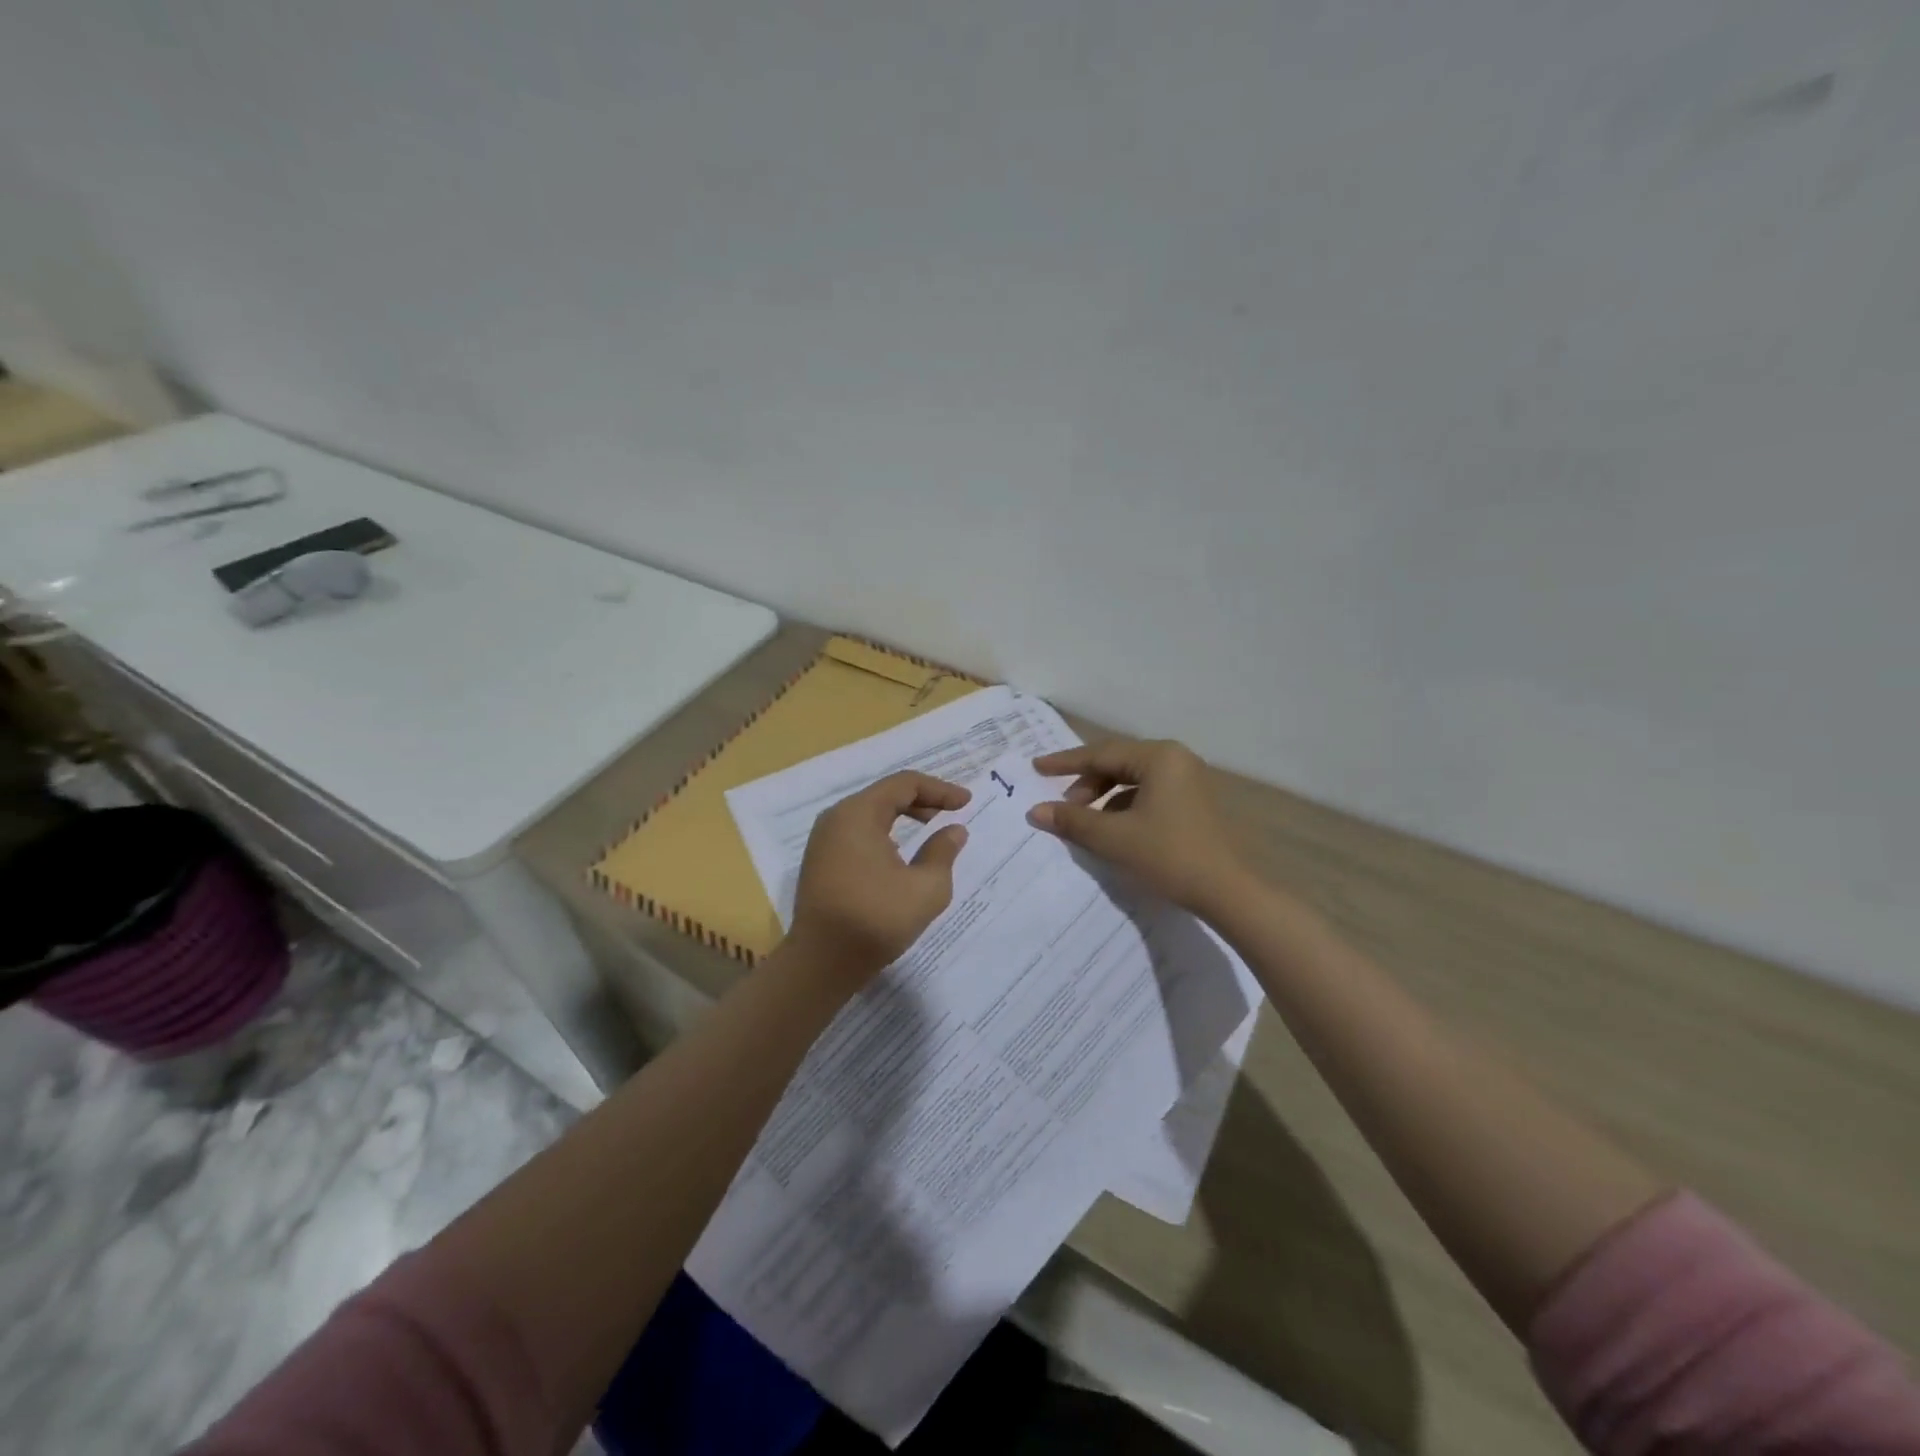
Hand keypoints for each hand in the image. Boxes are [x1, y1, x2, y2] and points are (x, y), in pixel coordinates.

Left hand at [787, 770, 971, 986]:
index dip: (939, 790)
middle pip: (884, 794)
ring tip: (929, 829)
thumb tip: (954, 831)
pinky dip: (884, 832)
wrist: (822, 962)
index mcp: (859, 814)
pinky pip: (857, 831)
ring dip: (902, 816)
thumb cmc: (876, 919)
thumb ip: (943, 852)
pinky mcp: (820, 861)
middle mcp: (836, 818)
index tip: (966, 802)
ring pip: (869, 813)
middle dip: (921, 800)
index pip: (904, 784)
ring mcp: (824, 840)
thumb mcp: (926, 888)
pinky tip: (899, 853)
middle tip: (950, 813)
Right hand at [1027, 738, 1248, 914]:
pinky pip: (1148, 792)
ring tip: (1085, 820)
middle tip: (1063, 806)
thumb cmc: (1168, 856)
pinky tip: (1112, 828)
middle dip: (1086, 783)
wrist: (1227, 891)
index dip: (1065, 763)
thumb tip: (1035, 811)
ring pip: (1133, 779)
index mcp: (1159, 757)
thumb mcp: (1113, 838)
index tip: (1036, 767)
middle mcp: (1175, 759)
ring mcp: (1188, 779)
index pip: (1101, 754)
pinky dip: (1124, 805)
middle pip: (1118, 763)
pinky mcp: (1193, 801)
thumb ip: (1072, 820)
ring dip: (1104, 796)